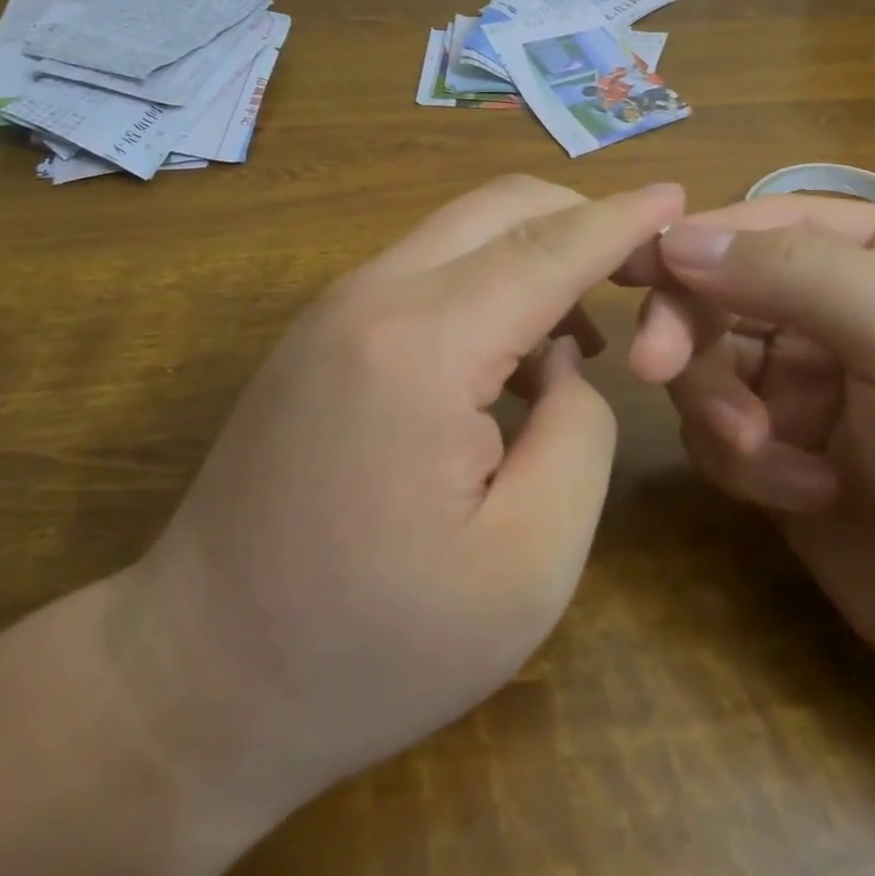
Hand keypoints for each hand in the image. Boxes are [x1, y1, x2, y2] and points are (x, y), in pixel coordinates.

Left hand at [118, 176, 684, 828]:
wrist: (196, 680)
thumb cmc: (371, 646)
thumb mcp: (527, 565)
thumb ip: (579, 433)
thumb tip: (568, 359)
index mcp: (422, 344)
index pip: (548, 247)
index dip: (622, 219)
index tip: (678, 196)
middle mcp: (373, 295)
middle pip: (501, 208)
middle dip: (581, 218)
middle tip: (642, 273)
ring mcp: (335, 306)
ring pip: (461, 231)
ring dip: (534, 254)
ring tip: (584, 333)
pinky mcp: (320, 331)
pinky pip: (426, 269)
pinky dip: (487, 282)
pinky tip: (510, 359)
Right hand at [625, 196, 874, 719]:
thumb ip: (802, 273)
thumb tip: (676, 238)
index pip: (762, 223)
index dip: (692, 242)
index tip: (625, 271)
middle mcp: (839, 310)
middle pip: (719, 291)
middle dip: (689, 332)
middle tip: (656, 371)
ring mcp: (810, 387)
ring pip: (707, 365)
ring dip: (719, 408)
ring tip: (770, 459)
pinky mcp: (786, 458)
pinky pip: (717, 435)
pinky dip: (741, 463)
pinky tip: (805, 497)